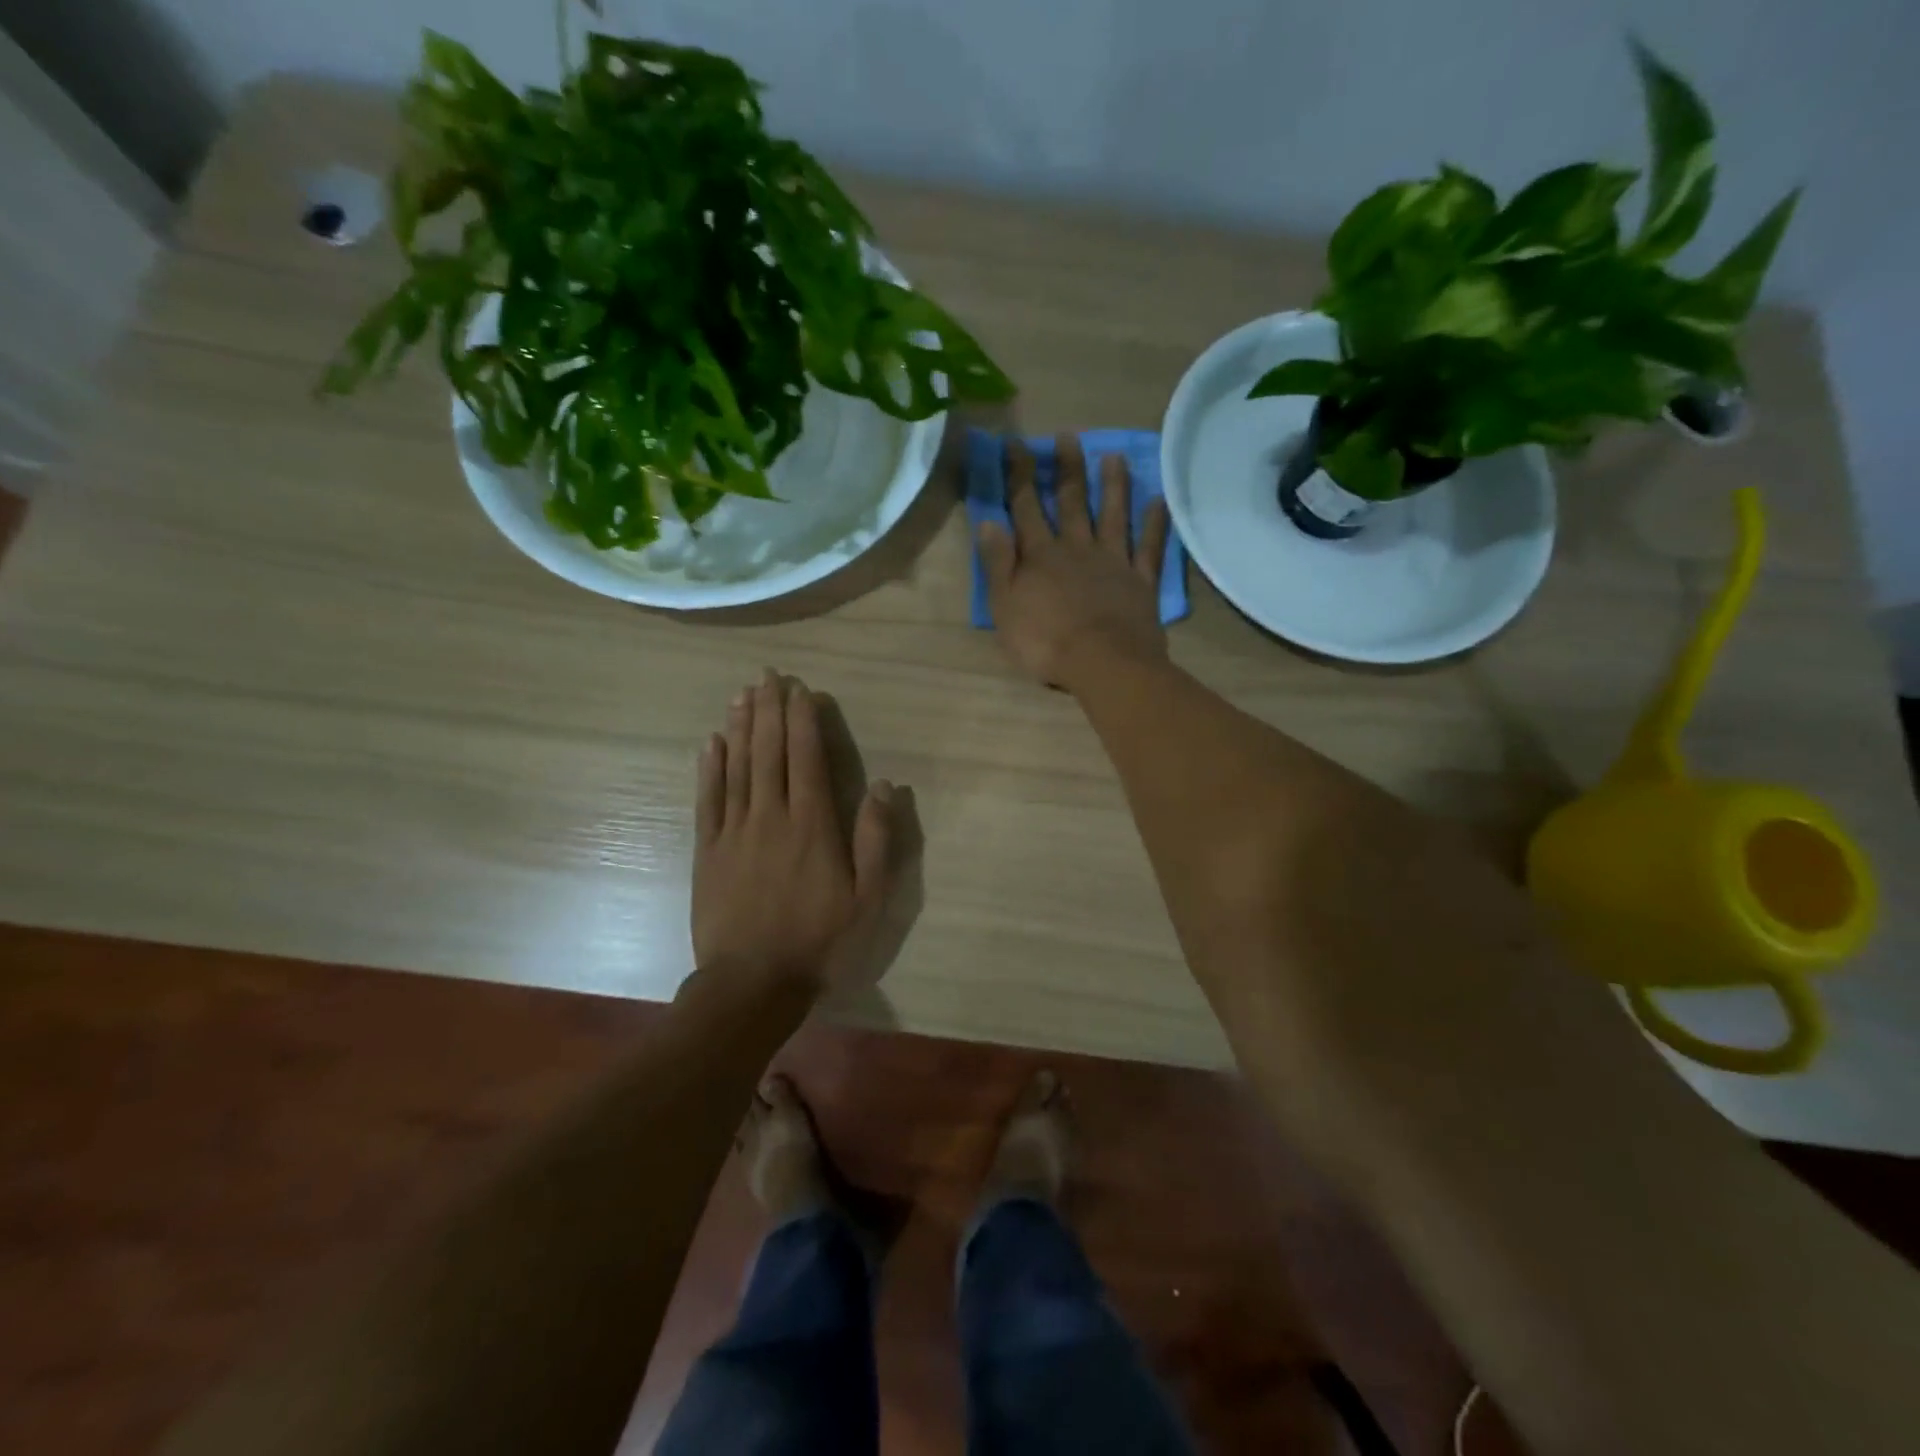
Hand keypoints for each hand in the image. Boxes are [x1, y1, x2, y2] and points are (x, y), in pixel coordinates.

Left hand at [692, 671, 900, 997]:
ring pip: (737, 767)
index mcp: (813, 825)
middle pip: (769, 752)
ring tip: (742, 694)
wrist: (753, 983)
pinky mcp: (708, 850)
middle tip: (767, 675)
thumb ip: (876, 839)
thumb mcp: (868, 897)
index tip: (800, 690)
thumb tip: (884, 784)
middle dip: (770, 710)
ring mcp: (735, 831)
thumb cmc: (820, 941)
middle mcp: (772, 816)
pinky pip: (708, 799)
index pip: (806, 758)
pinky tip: (711, 743)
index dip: (803, 720)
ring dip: (741, 727)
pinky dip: (709, 768)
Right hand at [977, 436, 1169, 690]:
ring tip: (1115, 456)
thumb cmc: (1045, 642)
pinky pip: (1149, 546)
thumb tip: (988, 522)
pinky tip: (1158, 501)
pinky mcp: (1141, 581)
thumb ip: (998, 564)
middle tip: (1068, 436)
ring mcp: (1113, 562)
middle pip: (1071, 502)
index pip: (1025, 507)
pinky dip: (1154, 523)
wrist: (1103, 664)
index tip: (1016, 445)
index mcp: (1041, 556)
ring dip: (1113, 485)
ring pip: (1113, 515)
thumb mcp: (1005, 607)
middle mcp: (1077, 548)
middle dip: (1066, 468)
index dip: (1019, 475)